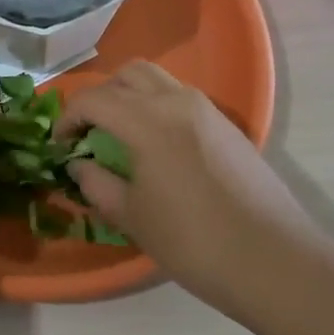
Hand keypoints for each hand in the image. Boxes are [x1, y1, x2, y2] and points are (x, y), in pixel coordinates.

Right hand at [58, 62, 321, 306]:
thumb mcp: (131, 216)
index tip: (61, 146)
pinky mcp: (228, 125)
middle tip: (90, 132)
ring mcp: (207, 110)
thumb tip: (80, 163)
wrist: (272, 260)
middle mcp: (176, 101)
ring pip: (158, 80)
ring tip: (122, 136)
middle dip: (101, 97)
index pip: (93, 99)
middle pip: (127, 75)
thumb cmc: (192, 241)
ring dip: (131, 97)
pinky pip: (182, 98)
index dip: (67, 119)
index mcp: (146, 120)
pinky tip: (159, 148)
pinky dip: (158, 107)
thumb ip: (96, 183)